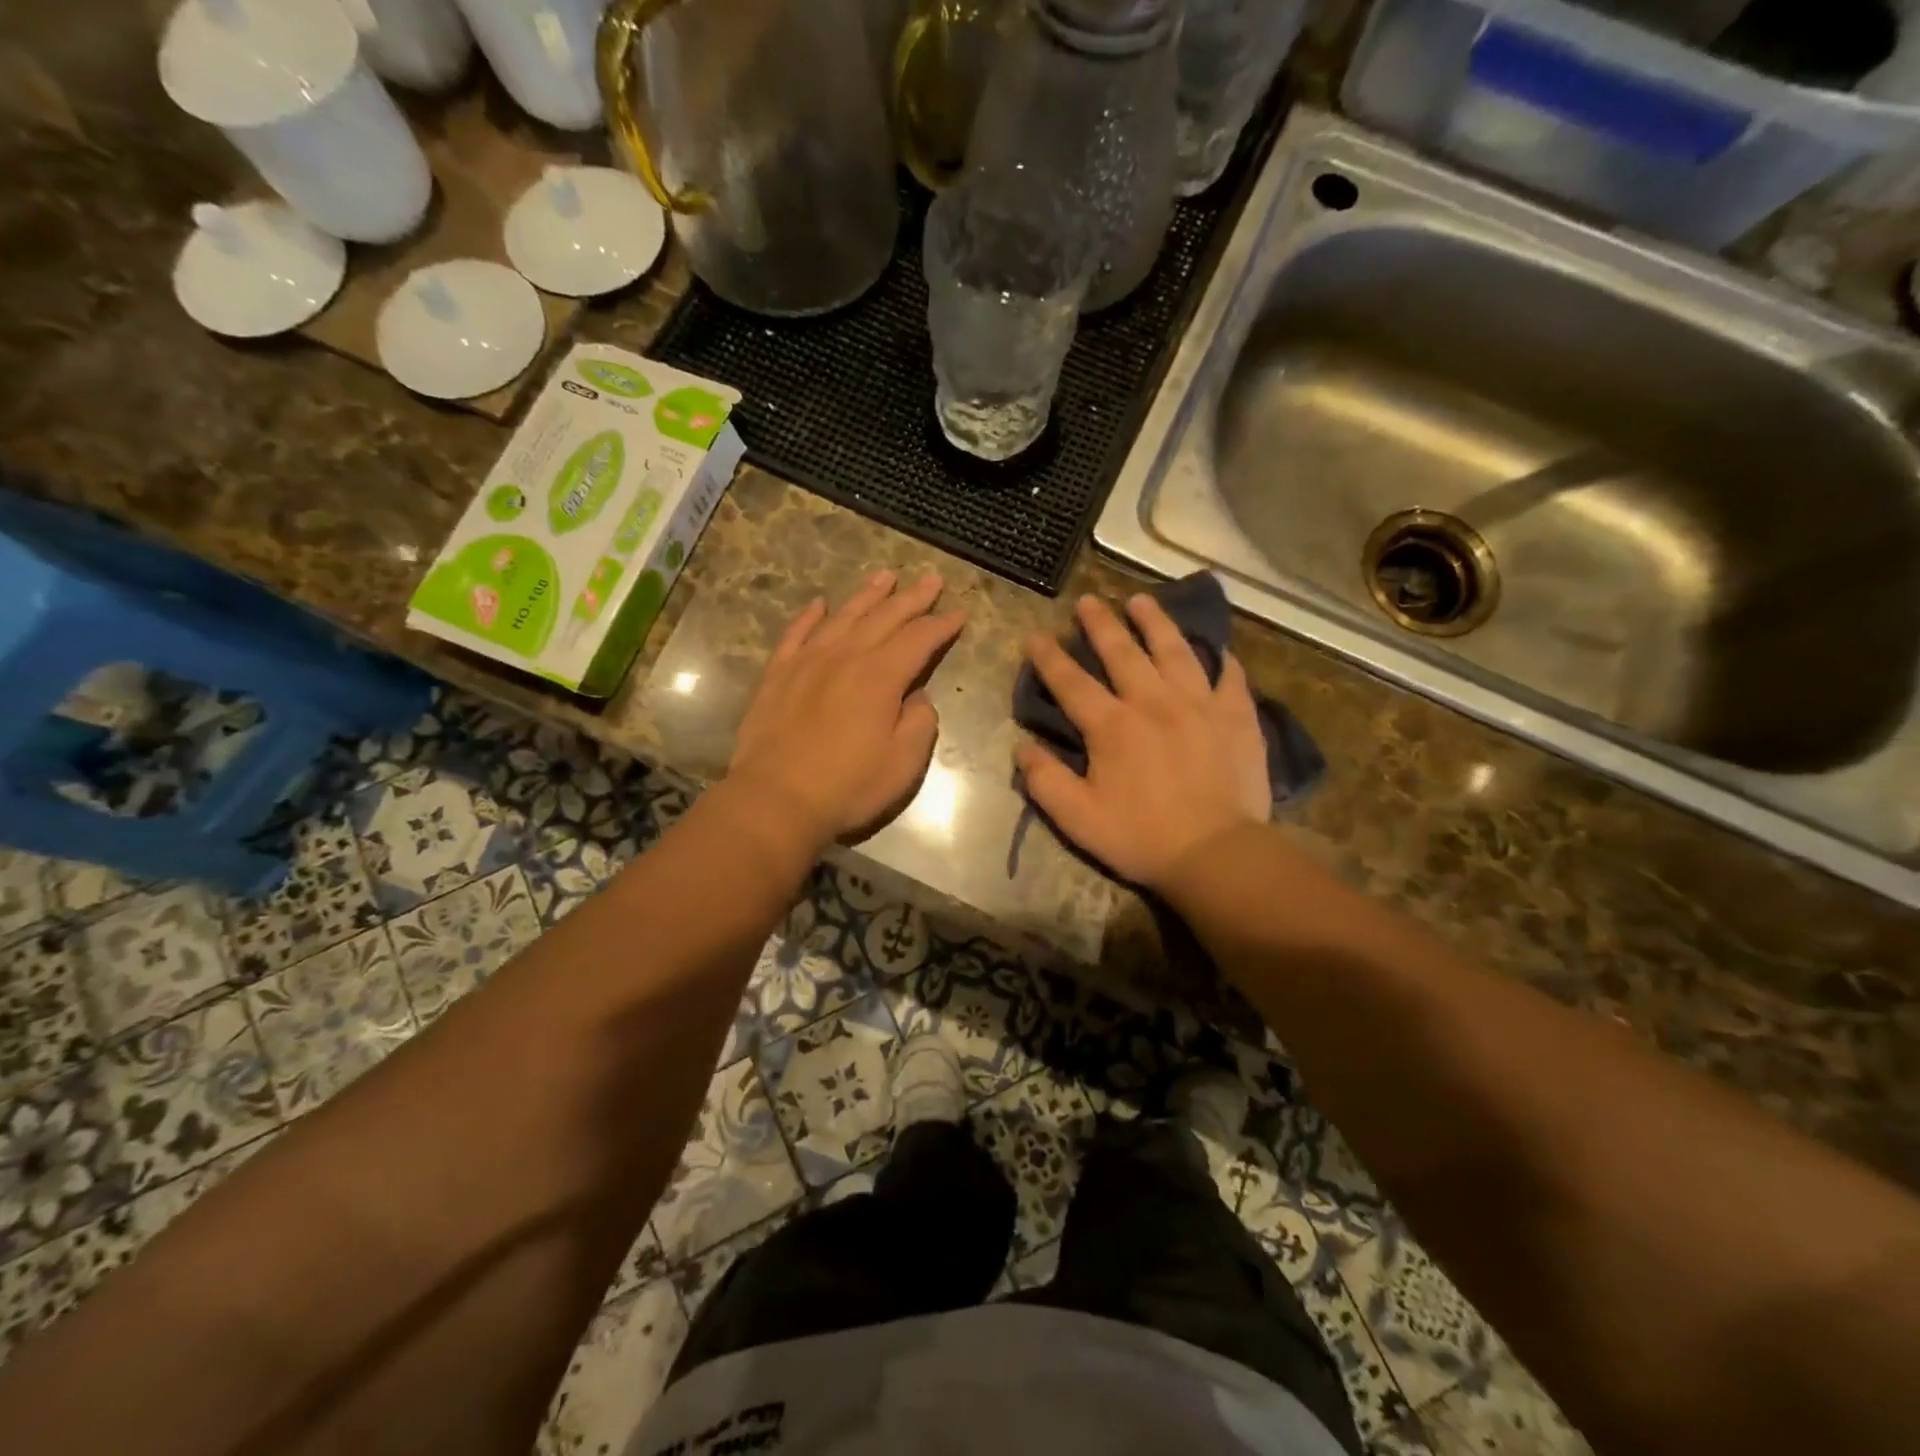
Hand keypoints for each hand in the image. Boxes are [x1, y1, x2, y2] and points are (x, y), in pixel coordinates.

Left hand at [730, 570, 964, 848]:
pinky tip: (820, 605)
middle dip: (912, 598)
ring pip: (843, 617)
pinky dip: (810, 616)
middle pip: (885, 617)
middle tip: (931, 579)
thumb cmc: (849, 785)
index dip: (941, 625)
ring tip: (885, 576)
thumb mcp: (904, 762)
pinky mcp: (778, 674)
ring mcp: (808, 661)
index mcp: (881, 676)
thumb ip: (919, 721)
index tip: (958, 613)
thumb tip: (916, 696)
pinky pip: (796, 634)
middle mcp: (846, 657)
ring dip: (868, 595)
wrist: (776, 798)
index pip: (919, 639)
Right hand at [1017, 594, 1270, 890]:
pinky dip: (1221, 659)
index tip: (1037, 635)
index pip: (1072, 682)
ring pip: (1175, 650)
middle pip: (1123, 652)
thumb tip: (1022, 746)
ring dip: (1156, 622)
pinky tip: (1216, 649)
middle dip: (1100, 624)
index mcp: (1112, 726)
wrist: (1217, 853)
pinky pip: (1229, 677)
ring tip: (1143, 600)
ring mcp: (1199, 704)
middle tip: (1088, 601)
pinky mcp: (1237, 716)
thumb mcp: (1078, 818)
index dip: (1050, 657)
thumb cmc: (1141, 837)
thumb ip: (1045, 780)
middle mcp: (1153, 702)